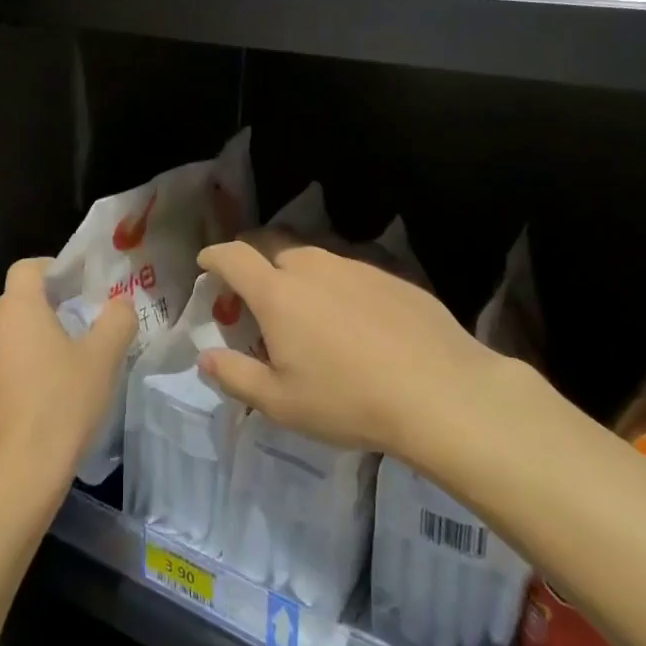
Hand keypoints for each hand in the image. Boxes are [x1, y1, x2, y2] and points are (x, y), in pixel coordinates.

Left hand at [0, 258, 136, 501]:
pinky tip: (44, 396)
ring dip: (33, 340)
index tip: (79, 286)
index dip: (53, 268)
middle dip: (48, 307)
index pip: (27, 267)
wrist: (17, 475)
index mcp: (16, 309)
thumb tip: (120, 304)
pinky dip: (19, 369)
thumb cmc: (62, 404)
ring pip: (7, 336)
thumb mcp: (103, 358)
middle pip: (17, 301)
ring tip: (66, 363)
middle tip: (83, 325)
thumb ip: (117, 320)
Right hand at [195, 236, 527, 461]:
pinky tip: (351, 314)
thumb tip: (205, 358)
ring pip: (312, 254)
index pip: (233, 256)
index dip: (214, 256)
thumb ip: (235, 376)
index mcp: (277, 293)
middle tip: (250, 285)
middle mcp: (312, 267)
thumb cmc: (348, 400)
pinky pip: (349, 268)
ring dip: (295, 269)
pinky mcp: (391, 274)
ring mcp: (355, 265)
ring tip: (301, 302)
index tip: (206, 263)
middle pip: (271, 243)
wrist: (440, 392)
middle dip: (251, 255)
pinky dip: (334, 282)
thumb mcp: (281, 403)